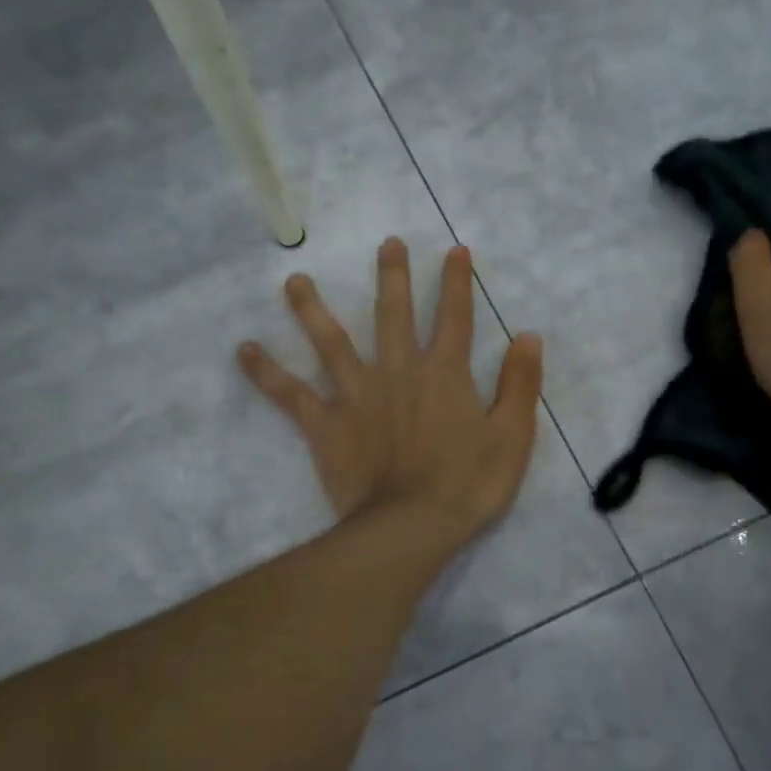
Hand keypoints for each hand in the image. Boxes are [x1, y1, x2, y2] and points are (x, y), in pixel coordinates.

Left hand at [238, 238, 543, 544]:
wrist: (413, 526)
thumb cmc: (468, 485)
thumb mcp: (513, 436)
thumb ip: (520, 383)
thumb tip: (528, 335)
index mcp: (445, 373)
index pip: (454, 316)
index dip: (456, 282)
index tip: (454, 250)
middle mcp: (398, 371)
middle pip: (393, 314)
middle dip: (393, 277)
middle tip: (387, 244)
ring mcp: (357, 395)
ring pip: (331, 342)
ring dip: (313, 309)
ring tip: (294, 281)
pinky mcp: (326, 423)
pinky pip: (290, 394)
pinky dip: (265, 372)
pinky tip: (243, 350)